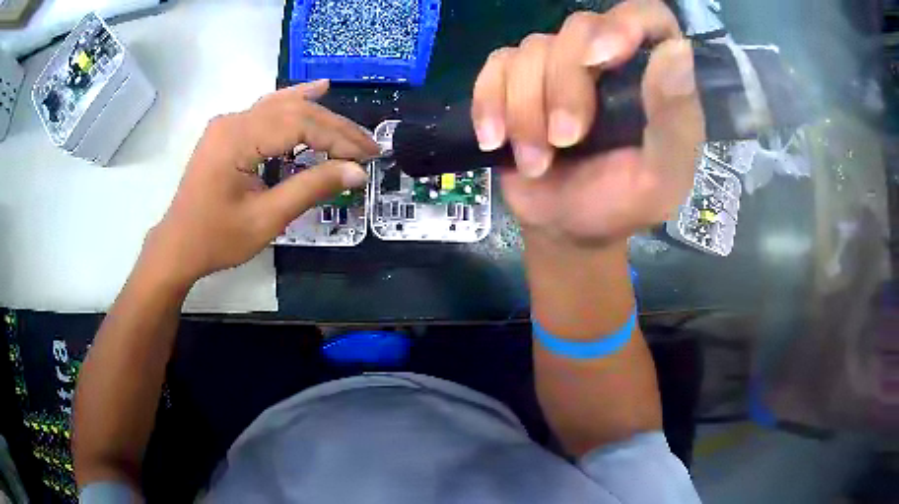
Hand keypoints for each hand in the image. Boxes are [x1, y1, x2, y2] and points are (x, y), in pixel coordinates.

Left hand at [144, 80, 379, 285]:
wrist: (178, 246)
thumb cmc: (216, 239)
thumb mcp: (266, 219)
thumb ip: (311, 188)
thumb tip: (357, 171)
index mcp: (238, 138)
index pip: (300, 124)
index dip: (339, 138)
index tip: (369, 156)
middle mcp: (233, 120)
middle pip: (294, 110)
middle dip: (335, 128)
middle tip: (368, 148)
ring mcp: (229, 123)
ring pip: (283, 106)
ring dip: (320, 116)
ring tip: (351, 128)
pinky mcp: (229, 132)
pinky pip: (268, 110)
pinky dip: (294, 103)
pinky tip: (315, 90)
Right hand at [471, 0, 704, 246]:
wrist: (566, 227)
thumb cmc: (621, 202)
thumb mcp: (662, 174)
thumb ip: (675, 117)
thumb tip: (677, 49)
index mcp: (651, 74)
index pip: (647, 17)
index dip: (624, 24)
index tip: (602, 58)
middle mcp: (605, 57)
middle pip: (578, 28)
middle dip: (564, 87)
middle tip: (565, 140)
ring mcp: (556, 64)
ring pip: (532, 50)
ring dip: (526, 110)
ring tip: (536, 160)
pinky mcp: (515, 79)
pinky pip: (495, 67)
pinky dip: (490, 103)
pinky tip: (495, 139)